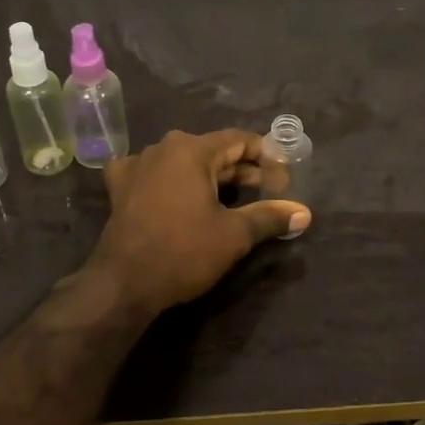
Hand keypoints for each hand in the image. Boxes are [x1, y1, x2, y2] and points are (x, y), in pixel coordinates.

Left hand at [86, 130, 310, 318]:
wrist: (123, 283)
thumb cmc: (183, 252)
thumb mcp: (234, 235)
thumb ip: (270, 217)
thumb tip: (304, 213)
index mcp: (192, 149)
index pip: (239, 140)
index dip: (266, 157)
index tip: (283, 178)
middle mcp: (163, 148)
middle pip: (212, 150)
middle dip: (241, 170)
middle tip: (266, 191)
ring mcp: (137, 166)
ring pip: (183, 162)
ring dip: (209, 176)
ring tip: (231, 198)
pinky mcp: (120, 188)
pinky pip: (153, 174)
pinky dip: (171, 181)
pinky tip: (177, 194)